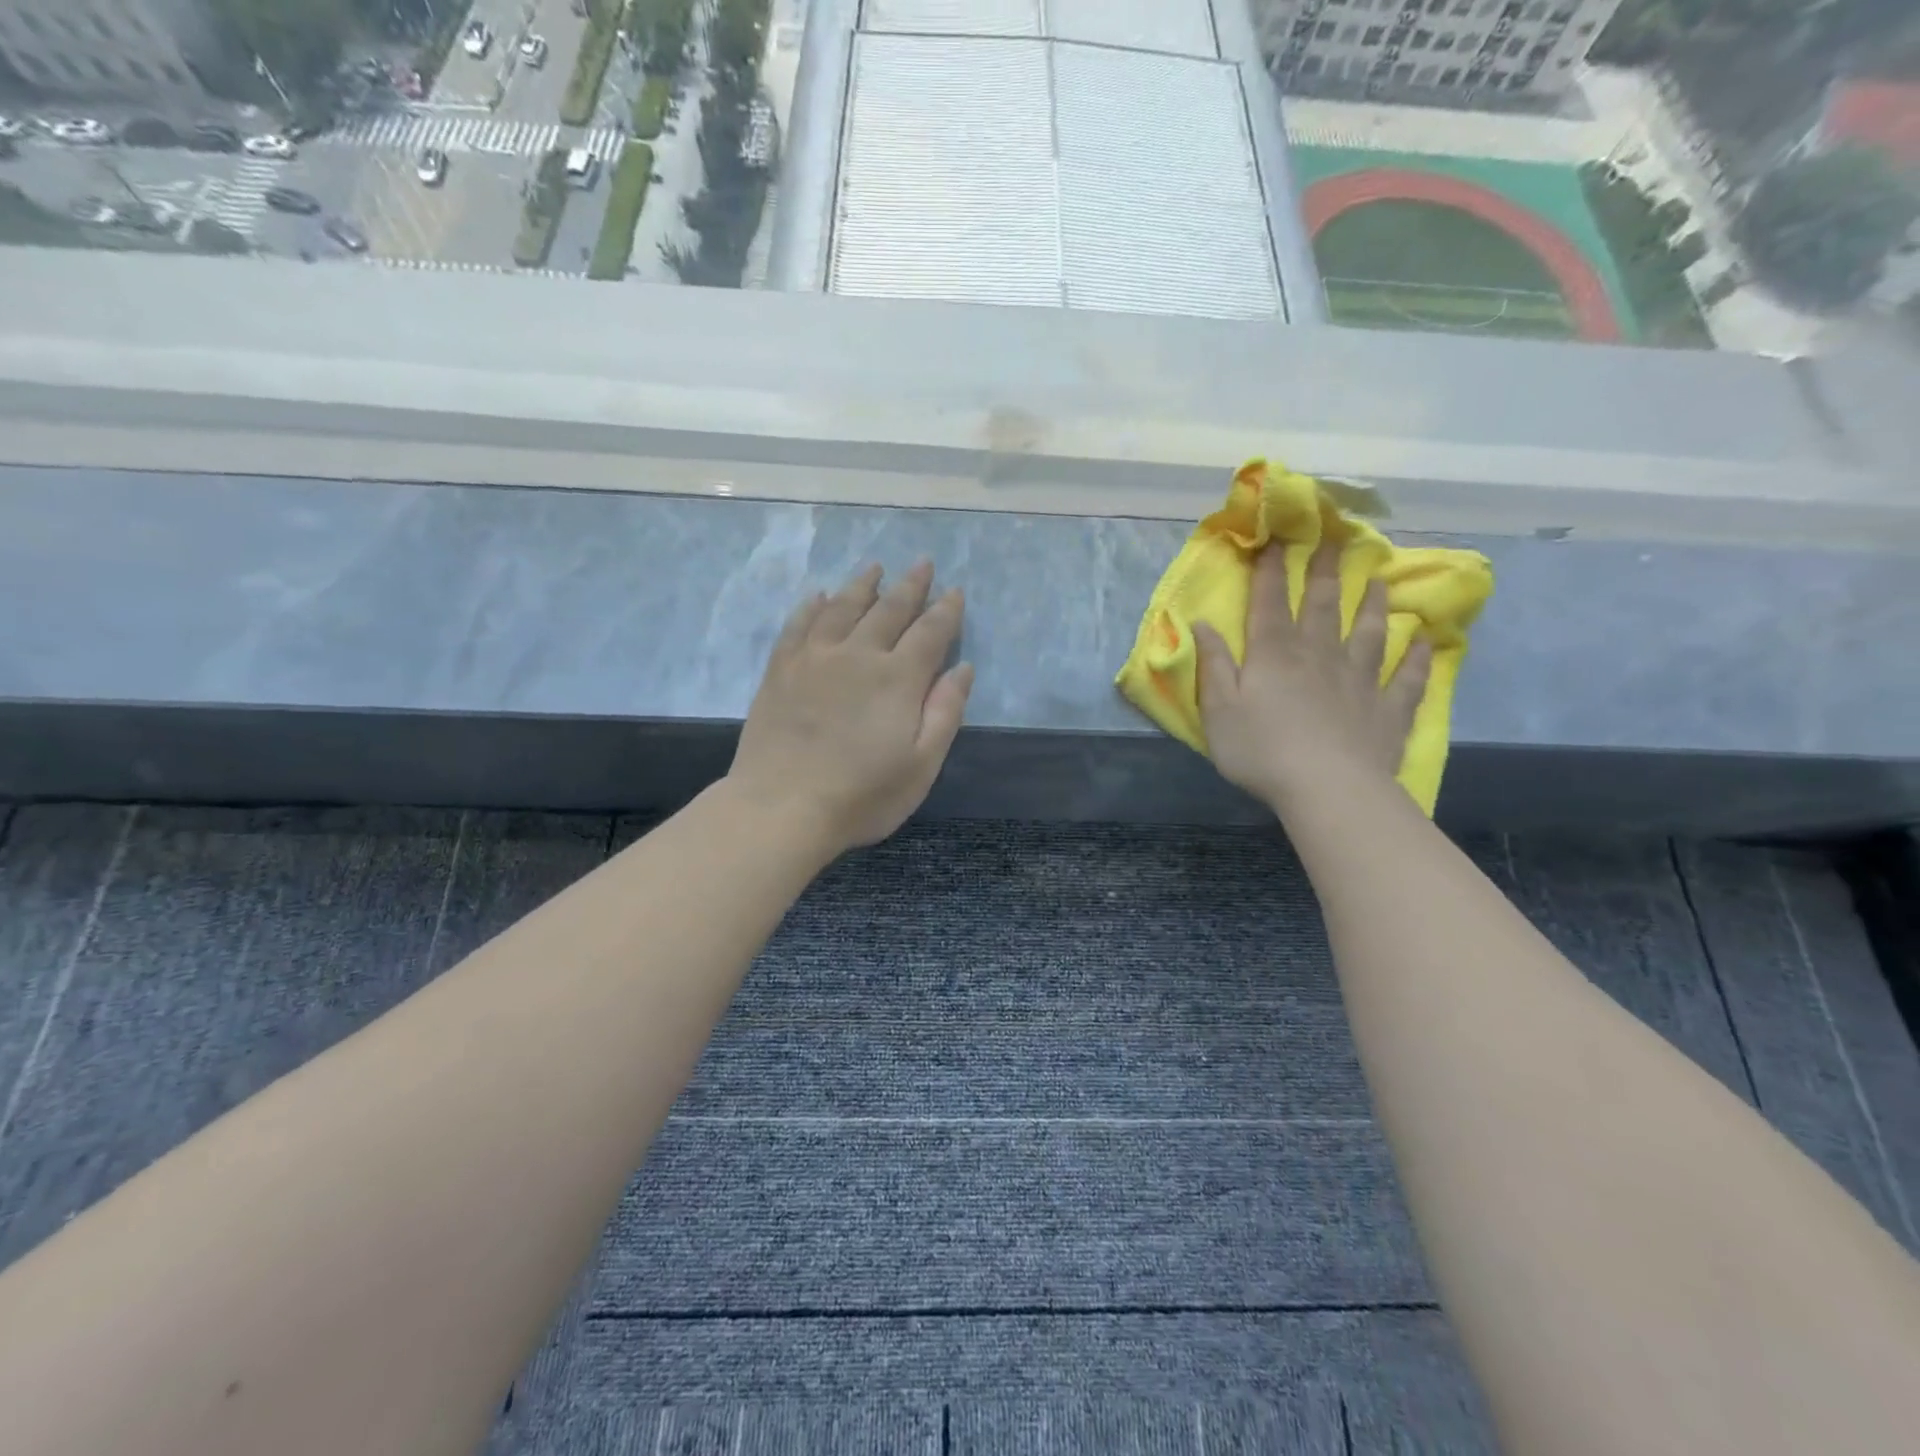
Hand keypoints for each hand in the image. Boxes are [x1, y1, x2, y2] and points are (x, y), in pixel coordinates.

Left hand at [729, 561, 973, 853]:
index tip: (955, 592)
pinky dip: (812, 606)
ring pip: (842, 607)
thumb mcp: (921, 765)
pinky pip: (799, 625)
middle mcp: (857, 655)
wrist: (782, 808)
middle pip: (889, 609)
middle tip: (922, 564)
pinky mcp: (780, 670)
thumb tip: (962, 668)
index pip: (930, 632)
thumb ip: (945, 713)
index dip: (946, 611)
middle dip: (910, 585)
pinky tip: (819, 596)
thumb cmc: (862, 796)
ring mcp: (814, 658)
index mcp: (898, 679)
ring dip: (862, 585)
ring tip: (875, 568)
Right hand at [1194, 540, 1430, 811]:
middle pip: (1324, 607)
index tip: (1279, 538)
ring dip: (1374, 606)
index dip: (1273, 571)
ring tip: (1380, 582)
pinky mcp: (1388, 710)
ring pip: (1370, 633)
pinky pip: (1408, 679)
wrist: (1327, 788)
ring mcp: (1360, 681)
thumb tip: (1202, 623)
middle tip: (1336, 541)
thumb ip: (1213, 664)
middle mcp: (1320, 656)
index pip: (1271, 603)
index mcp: (1275, 655)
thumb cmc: (1262, 750)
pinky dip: (1419, 659)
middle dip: (1326, 573)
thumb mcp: (1219, 709)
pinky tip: (1427, 642)